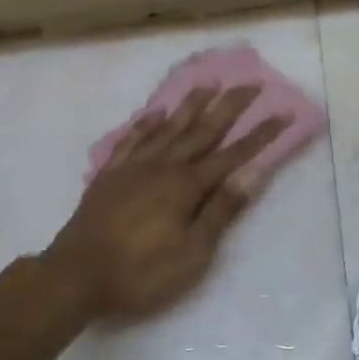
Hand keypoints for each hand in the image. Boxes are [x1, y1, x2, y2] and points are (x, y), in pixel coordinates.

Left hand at [42, 85, 285, 320]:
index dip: (261, 135)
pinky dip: (146, 124)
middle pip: (203, 130)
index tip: (283, 113)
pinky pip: (131, 140)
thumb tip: (250, 177)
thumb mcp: (192, 253)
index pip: (234, 155)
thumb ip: (220, 213)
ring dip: (190, 105)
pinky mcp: (109, 176)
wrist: (75, 276)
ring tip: (208, 84)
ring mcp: (133, 167)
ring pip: (168, 128)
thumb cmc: (142, 272)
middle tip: (250, 83)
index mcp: (187, 186)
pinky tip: (155, 114)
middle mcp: (163, 166)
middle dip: (229, 106)